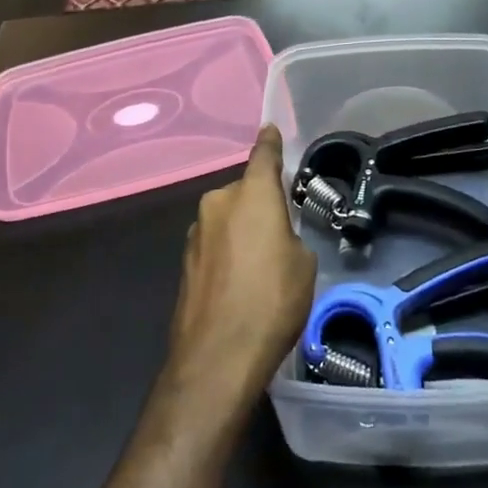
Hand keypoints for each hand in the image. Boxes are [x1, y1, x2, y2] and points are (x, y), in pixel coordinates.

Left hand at [163, 126, 315, 415]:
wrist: (217, 355)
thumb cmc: (272, 301)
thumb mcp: (303, 264)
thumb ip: (289, 235)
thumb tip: (274, 237)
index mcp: (251, 194)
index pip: (263, 155)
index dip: (270, 144)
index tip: (270, 131)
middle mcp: (218, 203)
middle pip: (244, 192)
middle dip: (260, 205)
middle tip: (281, 233)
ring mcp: (196, 232)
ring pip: (227, 219)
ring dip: (242, 231)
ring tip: (261, 267)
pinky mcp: (185, 261)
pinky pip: (215, 243)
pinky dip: (227, 253)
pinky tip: (239, 284)